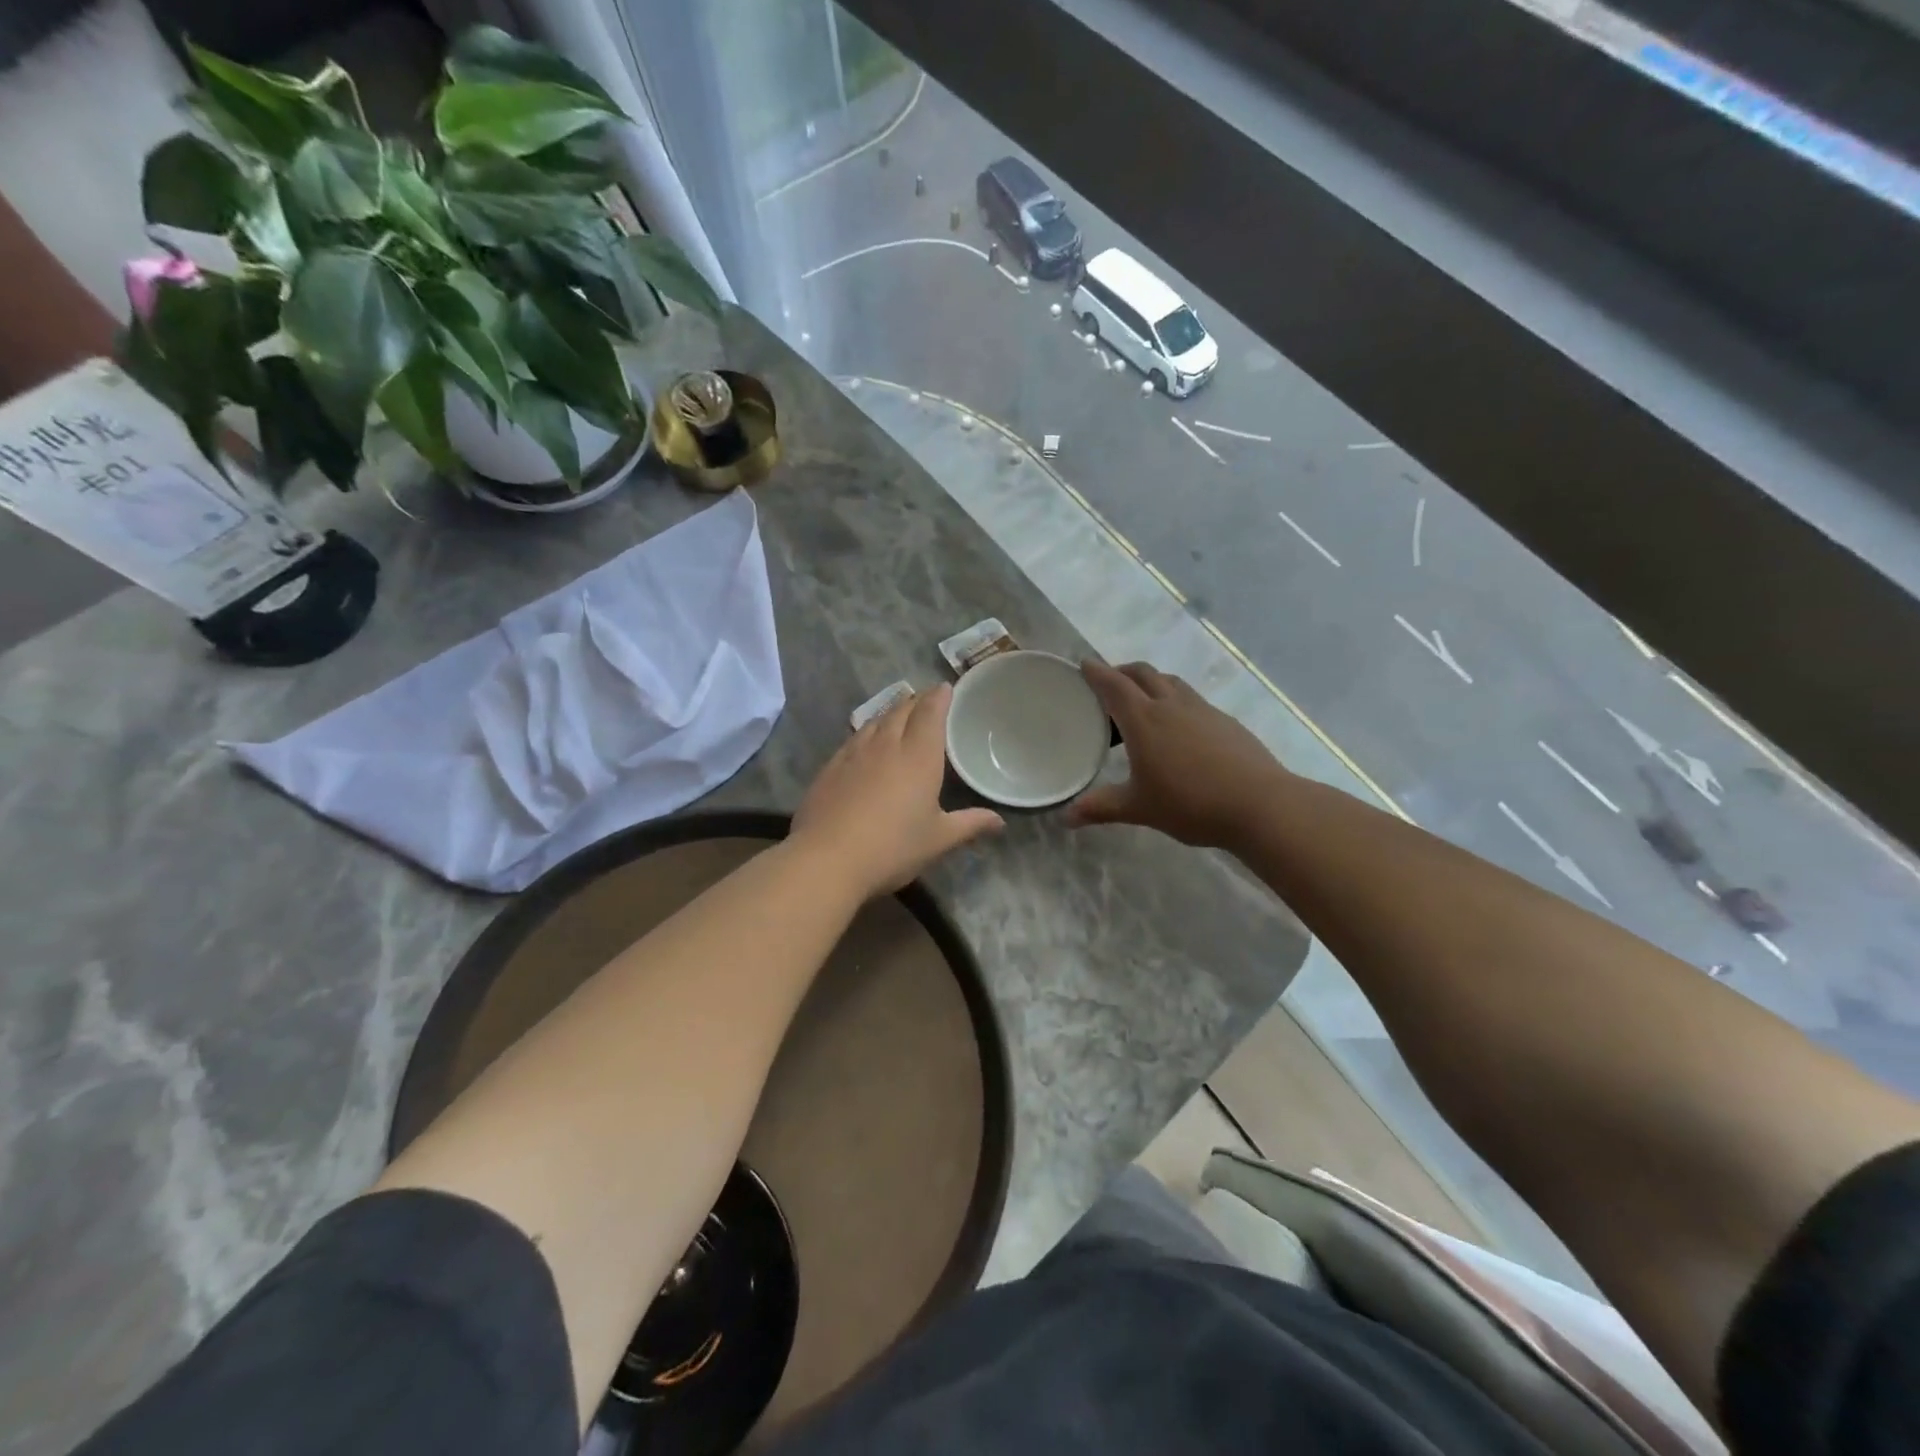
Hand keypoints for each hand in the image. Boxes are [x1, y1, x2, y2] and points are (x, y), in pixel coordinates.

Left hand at [791, 684, 1003, 898]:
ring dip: (890, 714)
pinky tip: (865, 744)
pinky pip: (853, 739)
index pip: (930, 712)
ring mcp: (854, 754)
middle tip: (926, 702)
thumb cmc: (893, 847)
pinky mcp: (830, 768)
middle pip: (901, 711)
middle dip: (916, 701)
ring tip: (898, 716)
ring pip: (875, 721)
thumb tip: (1000, 821)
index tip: (946, 688)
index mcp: (918, 756)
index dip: (939, 697)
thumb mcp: (938, 839)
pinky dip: (867, 733)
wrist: (827, 860)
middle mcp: (886, 745)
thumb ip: (970, 824)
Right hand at [1067, 660, 1289, 848]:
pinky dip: (1175, 700)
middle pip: (1142, 674)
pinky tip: (1179, 728)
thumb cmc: (1190, 803)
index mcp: (1144, 720)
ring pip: (1170, 682)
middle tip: (1108, 683)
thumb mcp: (1139, 807)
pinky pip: (1192, 699)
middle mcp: (1171, 705)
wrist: (1259, 804)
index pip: (1114, 685)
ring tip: (1142, 702)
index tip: (1083, 664)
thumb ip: (1101, 808)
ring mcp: (1202, 710)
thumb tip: (1066, 817)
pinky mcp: (1225, 721)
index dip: (1096, 672)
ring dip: (1151, 682)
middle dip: (1122, 672)